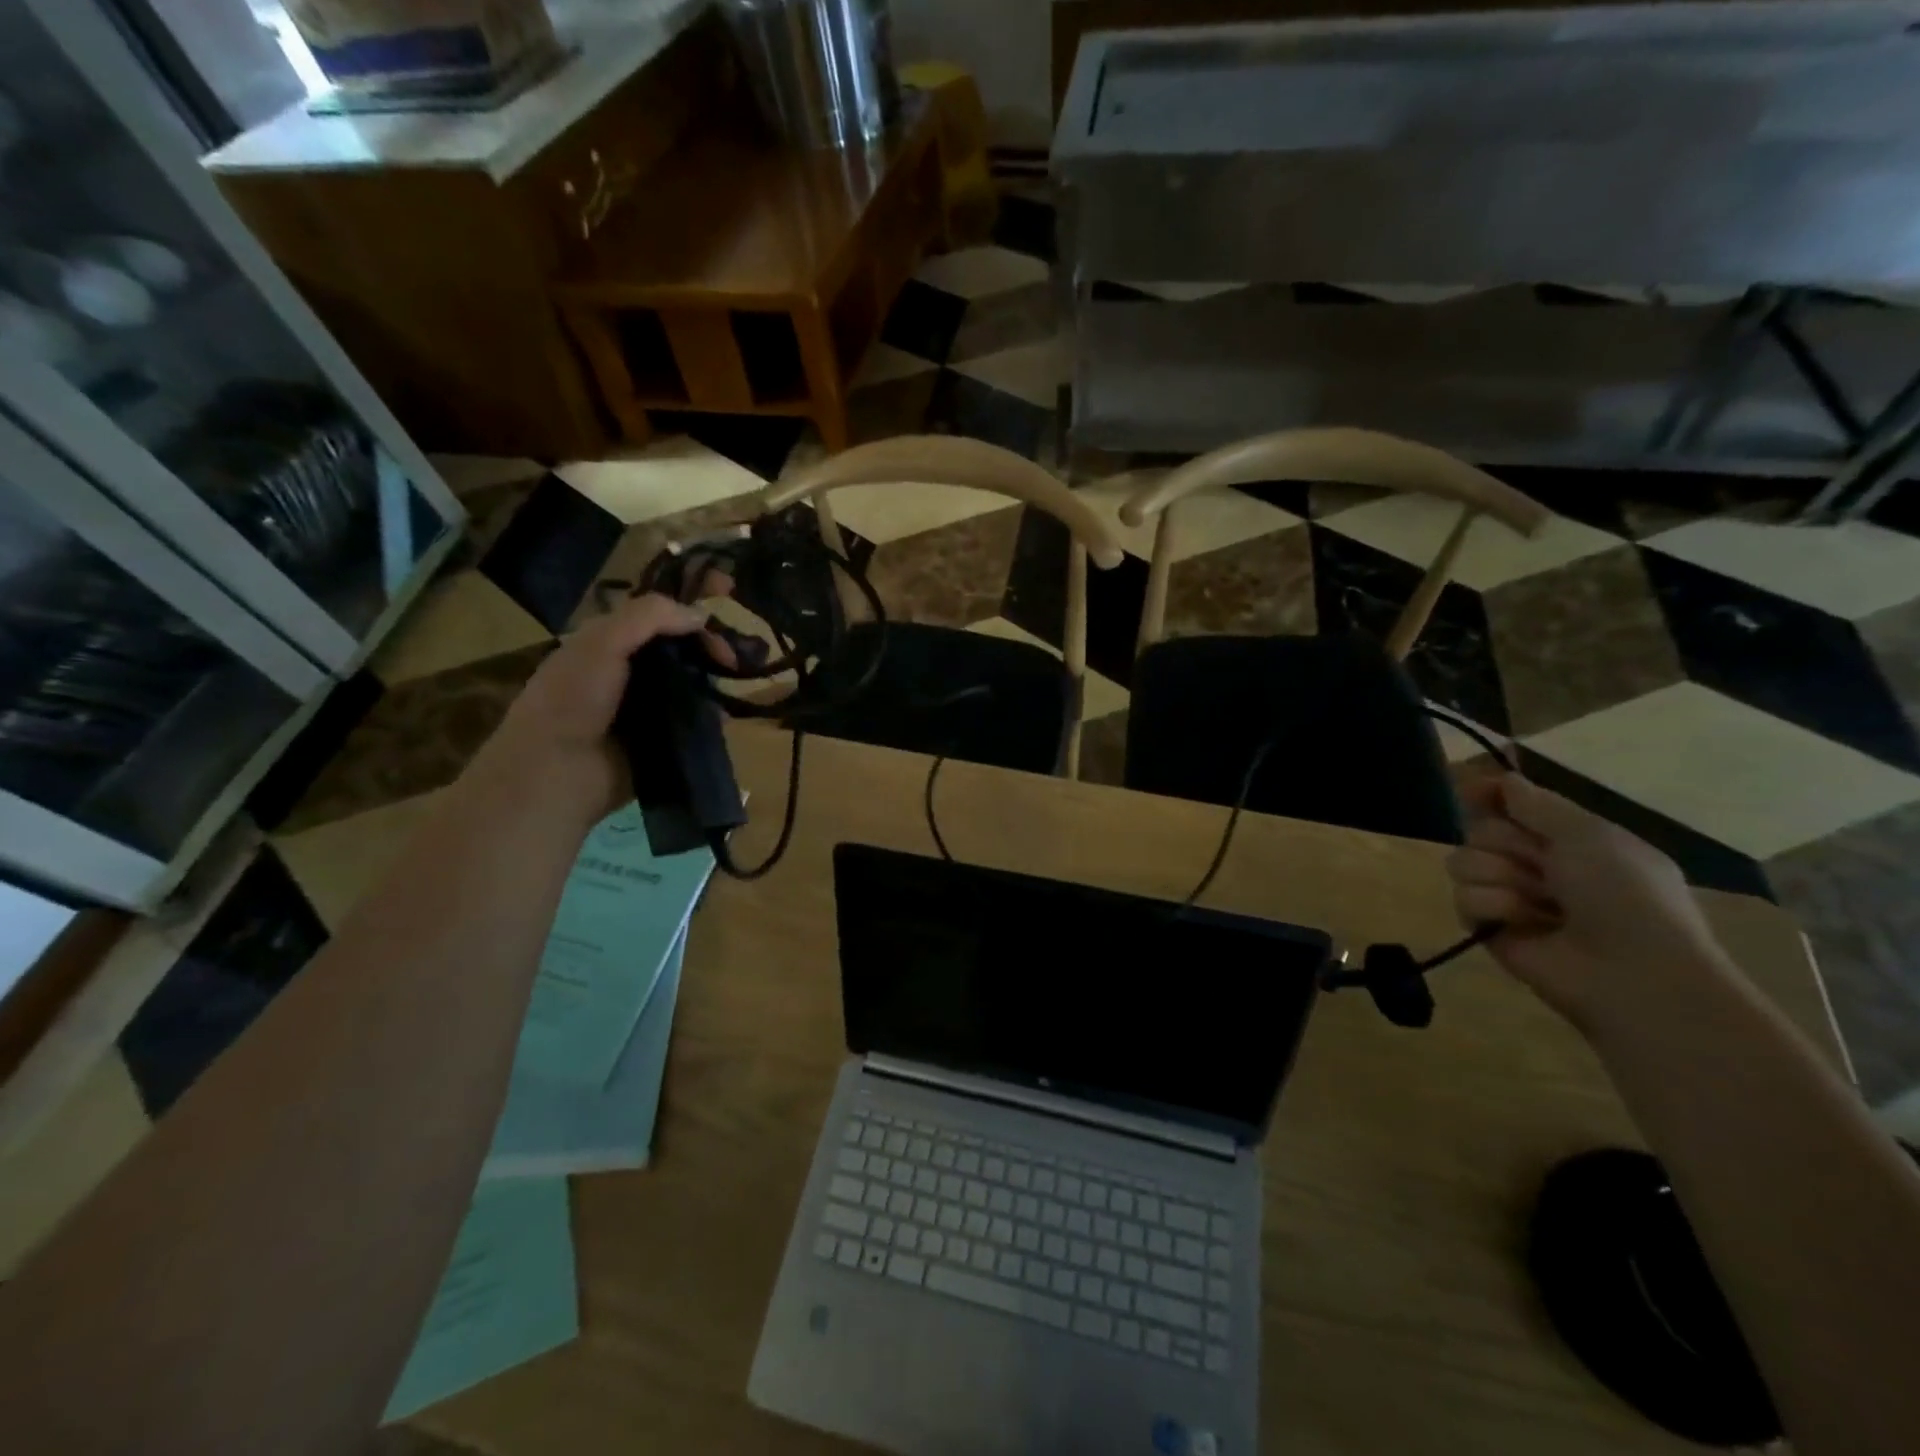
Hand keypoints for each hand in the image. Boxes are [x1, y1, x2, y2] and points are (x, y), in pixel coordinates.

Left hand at [473, 592, 721, 820]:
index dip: (690, 614)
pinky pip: (694, 723)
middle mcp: (629, 673)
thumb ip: (650, 617)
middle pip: (680, 652)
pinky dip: (711, 718)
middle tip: (732, 661)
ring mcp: (647, 710)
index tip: (722, 614)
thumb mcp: (603, 642)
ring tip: (733, 686)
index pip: (659, 619)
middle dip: (709, 650)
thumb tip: (702, 615)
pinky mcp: (662, 742)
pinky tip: (723, 716)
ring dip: (713, 684)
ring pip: (691, 686)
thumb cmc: (573, 698)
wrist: (557, 772)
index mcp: (609, 644)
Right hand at [1448, 772, 1733, 1030]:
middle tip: (1543, 867)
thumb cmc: (1625, 894)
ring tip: (1538, 902)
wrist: (1633, 972)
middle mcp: (1537, 865)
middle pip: (1481, 830)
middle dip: (1506, 844)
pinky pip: (1463, 898)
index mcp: (1570, 839)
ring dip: (1499, 876)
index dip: (1491, 795)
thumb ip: (1537, 804)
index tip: (1473, 790)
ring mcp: (1510, 897)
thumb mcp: (1590, 834)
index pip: (1512, 805)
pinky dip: (1493, 906)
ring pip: (1464, 860)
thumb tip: (1502, 780)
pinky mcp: (1489, 928)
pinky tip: (1522, 922)